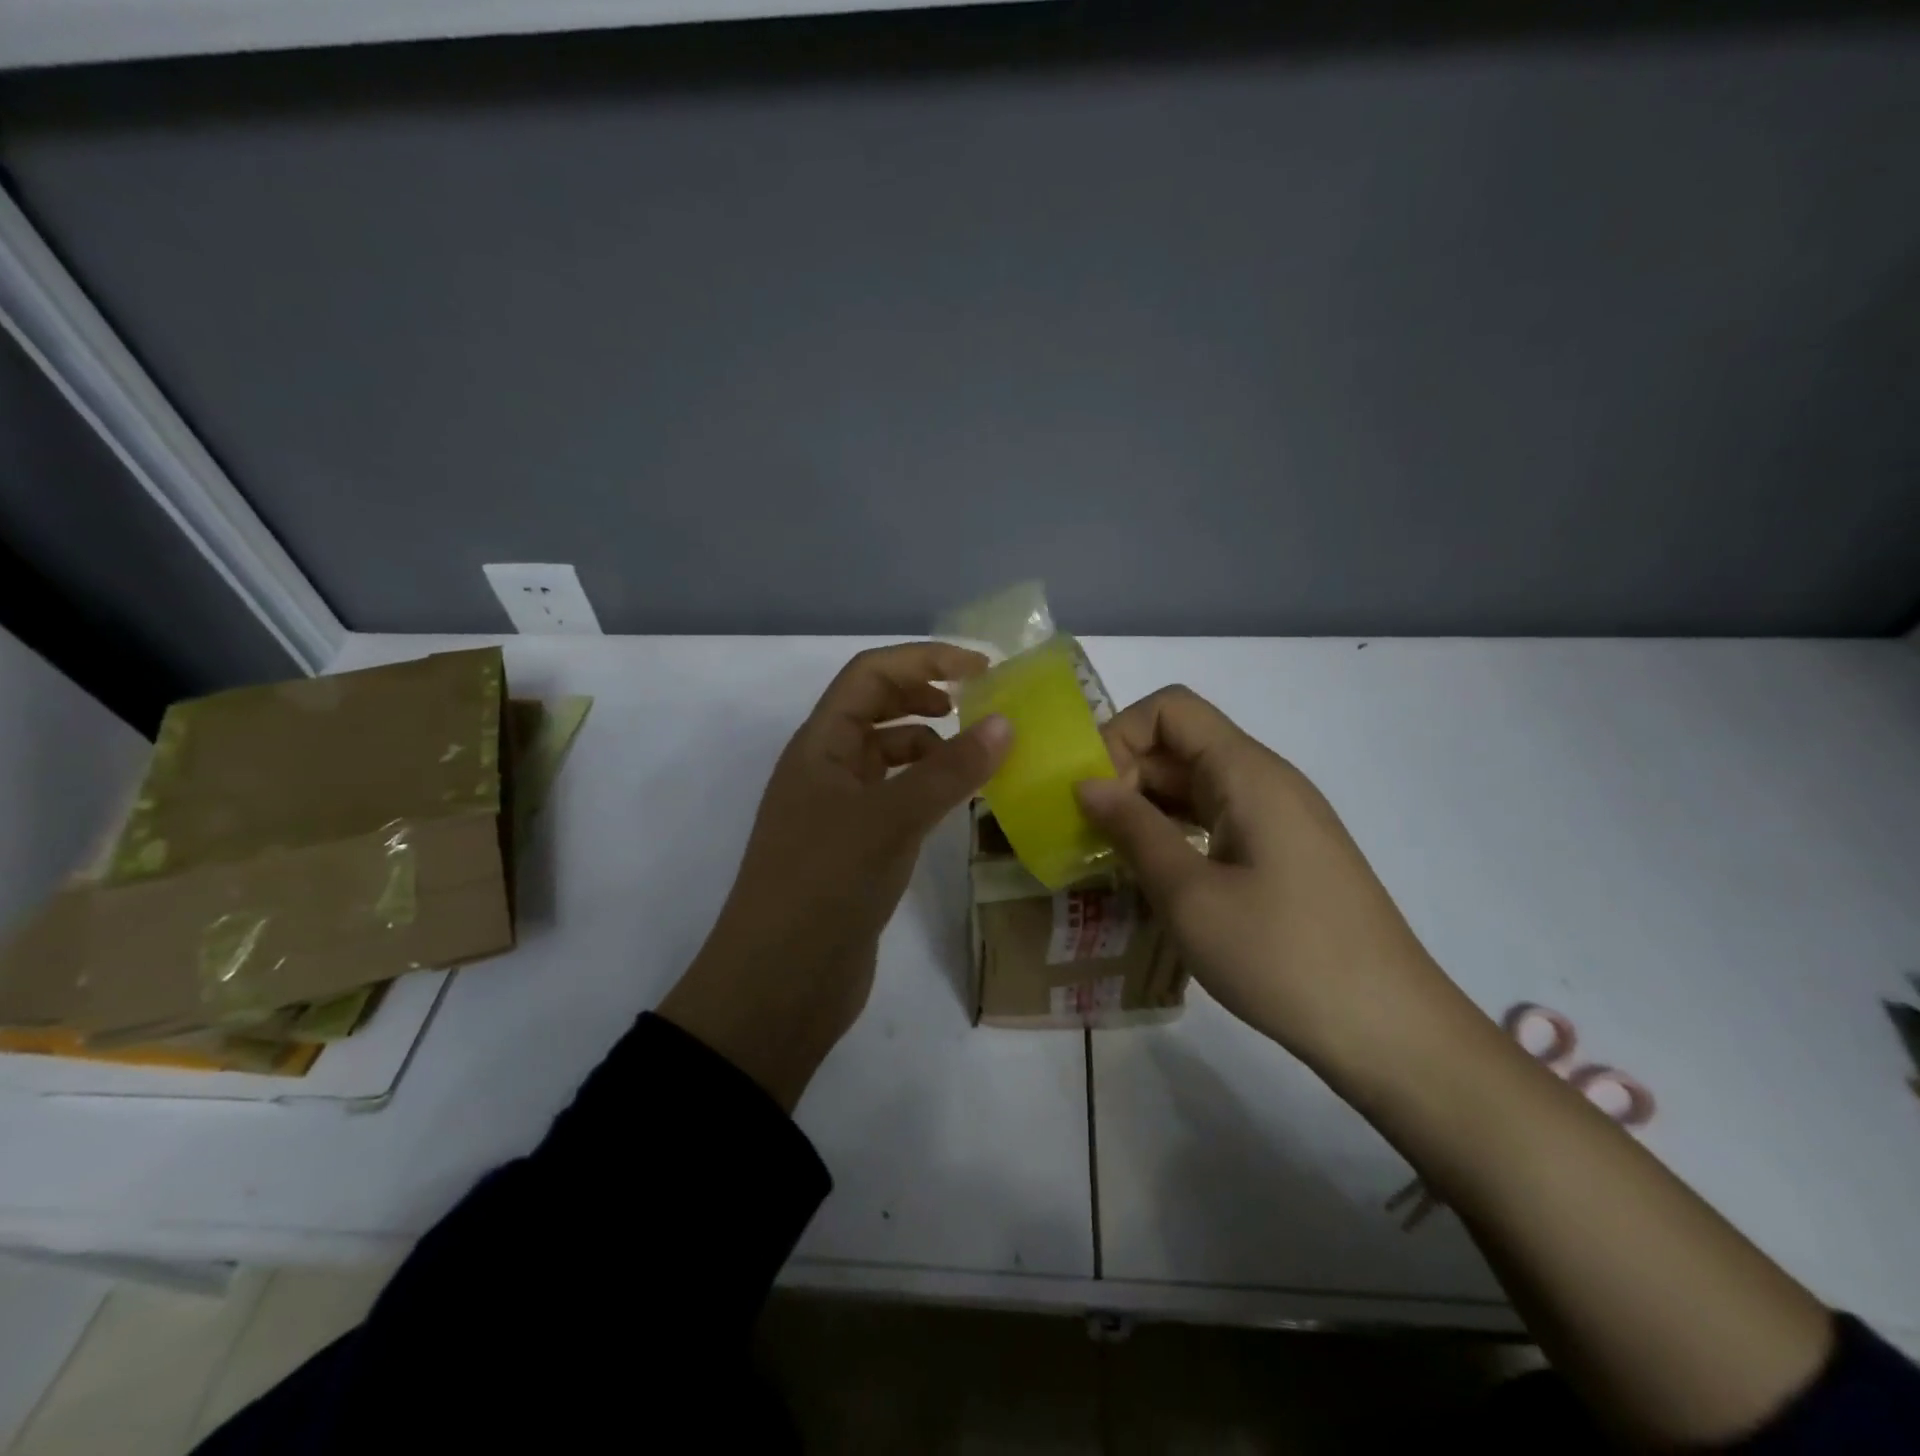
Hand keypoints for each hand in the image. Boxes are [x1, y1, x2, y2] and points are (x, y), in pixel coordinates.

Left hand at [660, 643, 1011, 1109]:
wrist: (779, 983)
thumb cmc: (825, 884)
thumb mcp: (890, 819)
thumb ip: (949, 771)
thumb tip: (1006, 724)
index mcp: (820, 745)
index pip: (870, 675)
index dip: (924, 659)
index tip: (983, 669)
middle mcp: (826, 768)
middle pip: (878, 708)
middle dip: (928, 696)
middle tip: (984, 708)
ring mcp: (839, 811)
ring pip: (890, 757)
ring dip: (932, 746)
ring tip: (981, 758)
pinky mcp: (855, 850)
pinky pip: (897, 800)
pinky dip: (929, 790)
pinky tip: (959, 804)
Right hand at [1074, 685, 1455, 1071]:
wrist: (1389, 1030)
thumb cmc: (1283, 956)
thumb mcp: (1190, 896)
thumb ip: (1134, 830)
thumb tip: (1087, 783)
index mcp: (1247, 773)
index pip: (1170, 709)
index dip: (1119, 735)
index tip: (1090, 794)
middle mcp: (1265, 781)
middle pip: (1180, 745)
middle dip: (1124, 776)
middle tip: (1085, 834)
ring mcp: (1278, 818)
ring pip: (1195, 786)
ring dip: (1145, 809)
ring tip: (1106, 855)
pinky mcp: (1283, 854)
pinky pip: (1216, 820)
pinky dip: (1174, 834)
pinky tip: (1152, 876)